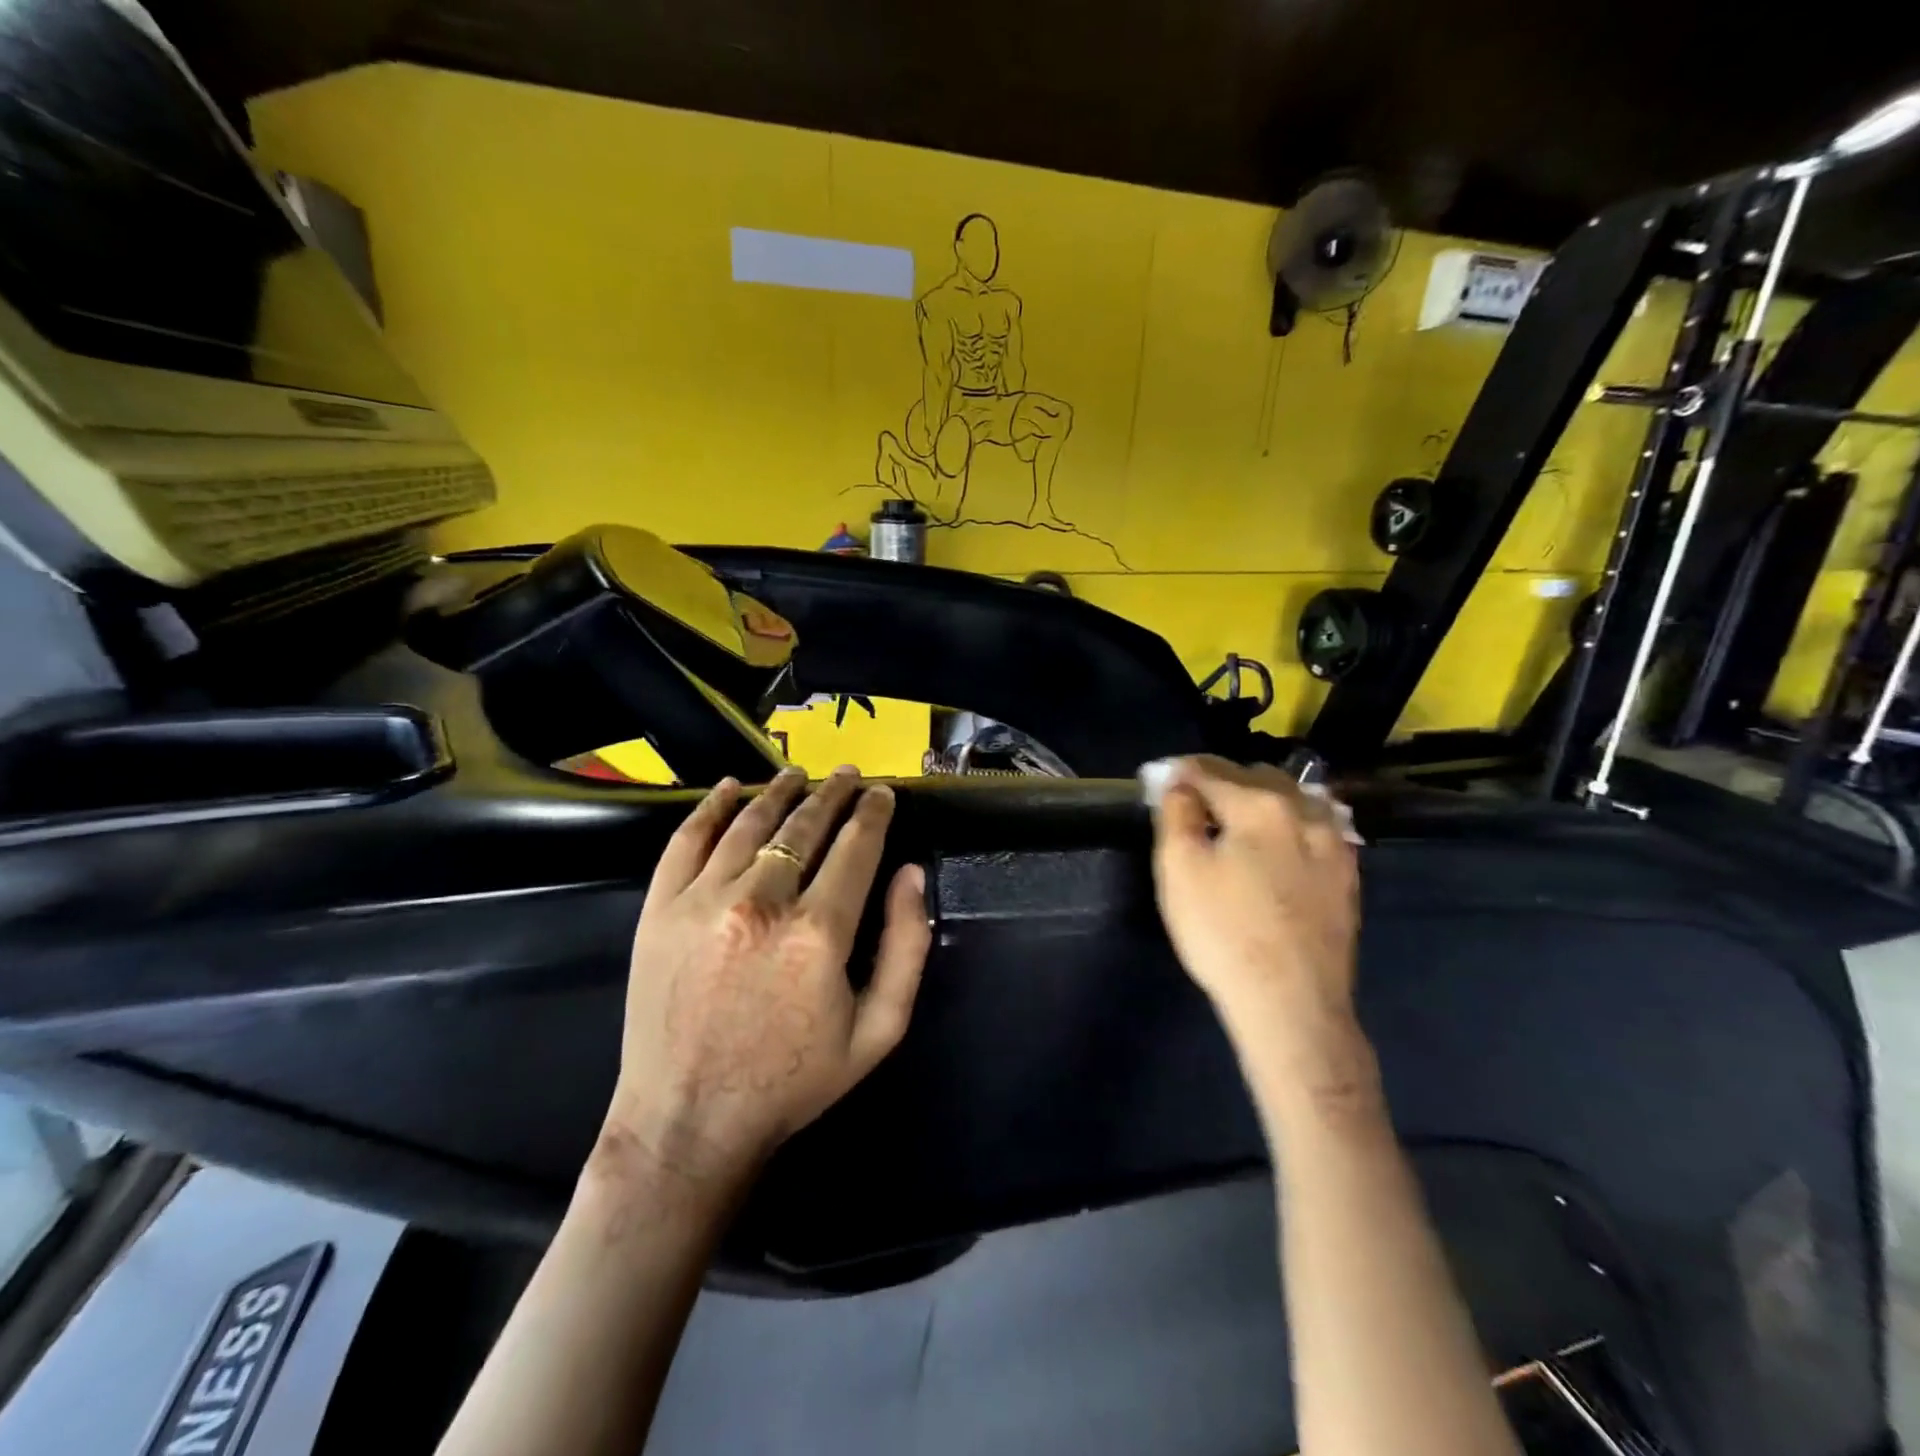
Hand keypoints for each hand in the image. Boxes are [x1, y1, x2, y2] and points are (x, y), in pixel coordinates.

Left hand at [598, 766, 929, 1199]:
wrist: (688, 1121)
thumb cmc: (792, 1080)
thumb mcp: (878, 1030)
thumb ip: (907, 946)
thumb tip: (911, 873)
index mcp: (818, 933)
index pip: (856, 847)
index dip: (874, 813)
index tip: (884, 793)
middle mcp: (761, 903)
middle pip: (805, 826)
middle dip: (834, 793)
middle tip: (849, 774)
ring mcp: (702, 901)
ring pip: (751, 823)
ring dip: (780, 791)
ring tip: (800, 774)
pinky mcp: (659, 909)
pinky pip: (688, 839)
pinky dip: (712, 807)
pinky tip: (730, 788)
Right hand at [1149, 755, 1361, 1067]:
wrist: (1292, 1004)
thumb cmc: (1224, 934)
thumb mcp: (1179, 870)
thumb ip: (1177, 814)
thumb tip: (1179, 783)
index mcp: (1258, 805)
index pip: (1210, 770)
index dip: (1179, 772)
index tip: (1160, 778)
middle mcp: (1304, 812)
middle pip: (1256, 776)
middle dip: (1222, 780)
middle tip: (1195, 801)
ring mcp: (1334, 844)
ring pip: (1295, 797)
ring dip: (1262, 796)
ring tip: (1239, 815)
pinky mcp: (1347, 876)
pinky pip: (1318, 827)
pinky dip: (1292, 821)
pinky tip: (1282, 840)